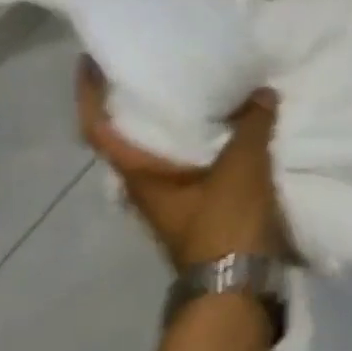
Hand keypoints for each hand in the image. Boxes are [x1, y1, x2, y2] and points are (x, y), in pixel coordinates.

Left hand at [76, 59, 285, 269]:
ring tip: (203, 91)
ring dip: (179, 126)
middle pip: (132, 139)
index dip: (89, 93)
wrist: (242, 289)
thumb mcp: (242, 168)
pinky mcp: (204, 214)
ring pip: (167, 155)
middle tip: (160, 67)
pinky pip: (199, 169)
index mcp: (140, 175)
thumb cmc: (226, 224)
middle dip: (140, 104)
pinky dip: (209, 146)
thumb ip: (251, 126)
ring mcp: (176, 204)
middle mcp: (148, 189)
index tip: (92, 61)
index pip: (98, 128)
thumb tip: (262, 94)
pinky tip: (234, 132)